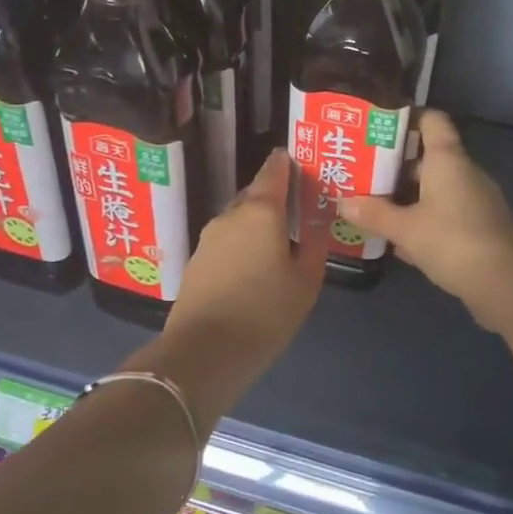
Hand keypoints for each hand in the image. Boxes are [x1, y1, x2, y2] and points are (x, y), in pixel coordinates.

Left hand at [152, 150, 326, 415]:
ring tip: (278, 241)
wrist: (204, 351)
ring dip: (256, 224)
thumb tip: (317, 223)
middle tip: (296, 209)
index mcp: (260, 211)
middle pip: (254, 195)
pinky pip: (226, 241)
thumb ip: (314, 245)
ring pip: (238, 219)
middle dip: (274, 197)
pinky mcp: (196, 261)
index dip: (286, 163)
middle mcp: (230, 215)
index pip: (273, 171)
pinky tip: (254, 266)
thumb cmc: (265, 312)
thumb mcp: (305, 281)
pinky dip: (241, 244)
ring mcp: (208, 238)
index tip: (299, 162)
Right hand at [338, 112, 512, 331]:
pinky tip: (398, 240)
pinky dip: (423, 220)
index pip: (432, 120)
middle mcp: (464, 173)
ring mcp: (475, 201)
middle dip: (395, 166)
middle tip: (361, 172)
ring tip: (372, 205)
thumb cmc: (453, 241)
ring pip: (435, 189)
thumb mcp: (405, 229)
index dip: (407, 117)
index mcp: (448, 160)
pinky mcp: (479, 228)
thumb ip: (374, 214)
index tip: (378, 124)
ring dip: (407, 197)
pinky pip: (445, 214)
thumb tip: (342, 202)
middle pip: (428, 158)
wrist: (508, 283)